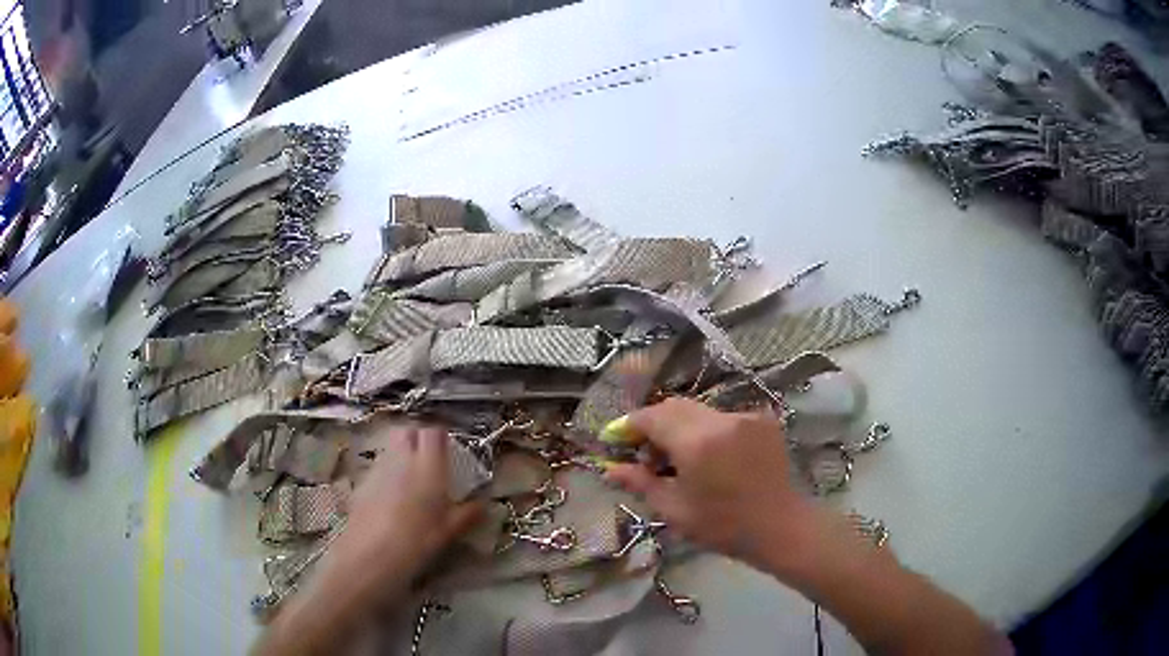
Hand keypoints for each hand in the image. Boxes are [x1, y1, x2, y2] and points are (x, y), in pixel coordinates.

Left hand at [332, 425, 480, 586]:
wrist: (371, 555)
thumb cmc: (418, 541)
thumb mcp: (450, 531)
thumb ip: (468, 514)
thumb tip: (483, 504)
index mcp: (428, 466)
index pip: (434, 432)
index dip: (442, 438)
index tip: (449, 452)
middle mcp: (402, 459)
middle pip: (408, 432)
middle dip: (418, 439)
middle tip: (430, 461)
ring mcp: (378, 468)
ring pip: (390, 448)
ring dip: (401, 455)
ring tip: (411, 481)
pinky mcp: (362, 483)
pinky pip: (378, 467)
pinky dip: (387, 473)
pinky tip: (391, 499)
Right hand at [603, 398, 810, 566]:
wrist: (779, 526)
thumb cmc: (723, 526)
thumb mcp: (675, 510)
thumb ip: (640, 483)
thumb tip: (609, 468)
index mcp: (696, 443)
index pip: (652, 417)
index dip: (630, 426)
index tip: (617, 441)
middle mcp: (720, 419)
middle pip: (674, 407)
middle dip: (654, 425)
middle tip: (648, 456)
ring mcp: (744, 416)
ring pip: (698, 411)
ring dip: (681, 427)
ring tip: (681, 460)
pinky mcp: (762, 420)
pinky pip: (722, 417)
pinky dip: (707, 431)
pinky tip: (711, 458)